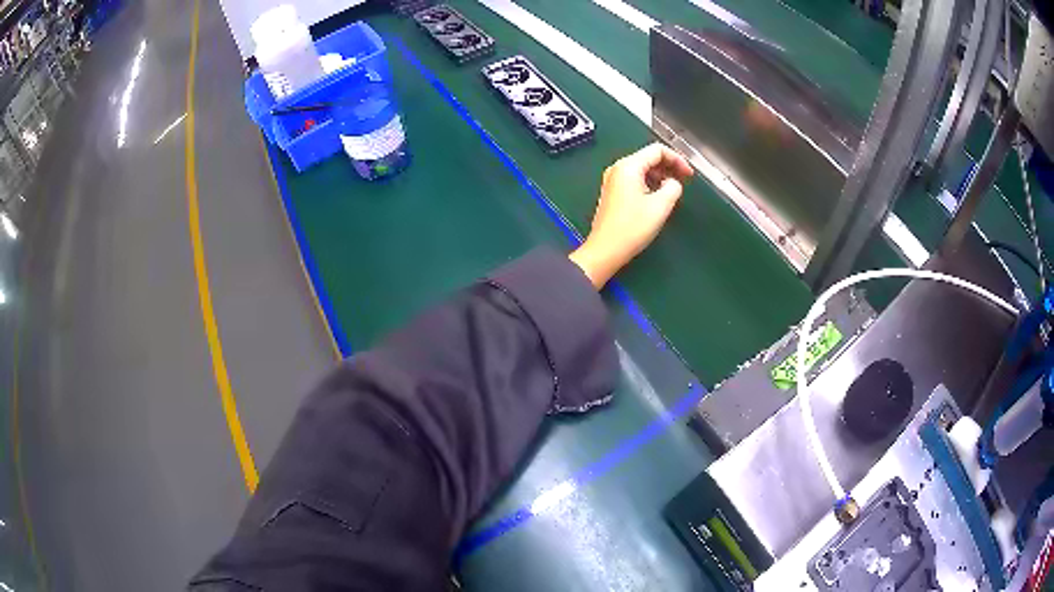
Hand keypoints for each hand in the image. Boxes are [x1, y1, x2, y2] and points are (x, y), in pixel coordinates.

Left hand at [569, 143, 692, 287]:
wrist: (605, 250)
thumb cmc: (632, 228)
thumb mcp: (660, 206)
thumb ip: (673, 187)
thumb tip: (673, 183)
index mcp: (628, 166)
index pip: (657, 150)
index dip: (677, 159)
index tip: (690, 175)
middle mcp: (618, 168)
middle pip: (648, 157)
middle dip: (669, 167)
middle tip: (684, 181)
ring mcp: (612, 180)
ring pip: (642, 169)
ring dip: (660, 176)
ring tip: (672, 191)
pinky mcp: (612, 192)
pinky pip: (634, 180)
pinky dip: (649, 184)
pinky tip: (657, 198)